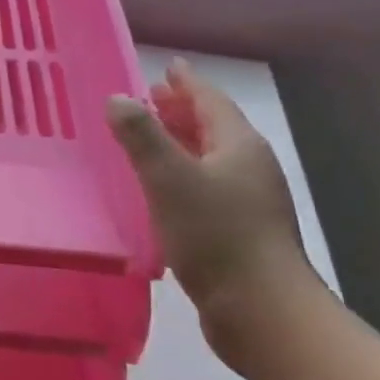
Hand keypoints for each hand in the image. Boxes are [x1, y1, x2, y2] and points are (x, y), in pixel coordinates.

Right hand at [105, 59, 319, 349]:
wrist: (262, 312)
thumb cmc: (216, 235)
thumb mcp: (169, 178)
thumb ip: (141, 135)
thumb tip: (118, 98)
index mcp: (239, 146)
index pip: (211, 100)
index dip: (186, 83)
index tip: (167, 66)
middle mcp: (249, 167)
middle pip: (213, 127)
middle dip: (181, 110)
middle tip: (148, 99)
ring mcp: (249, 201)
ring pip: (209, 157)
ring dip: (180, 142)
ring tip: (147, 138)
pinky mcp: (240, 231)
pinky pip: (205, 186)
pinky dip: (180, 174)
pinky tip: (159, 188)